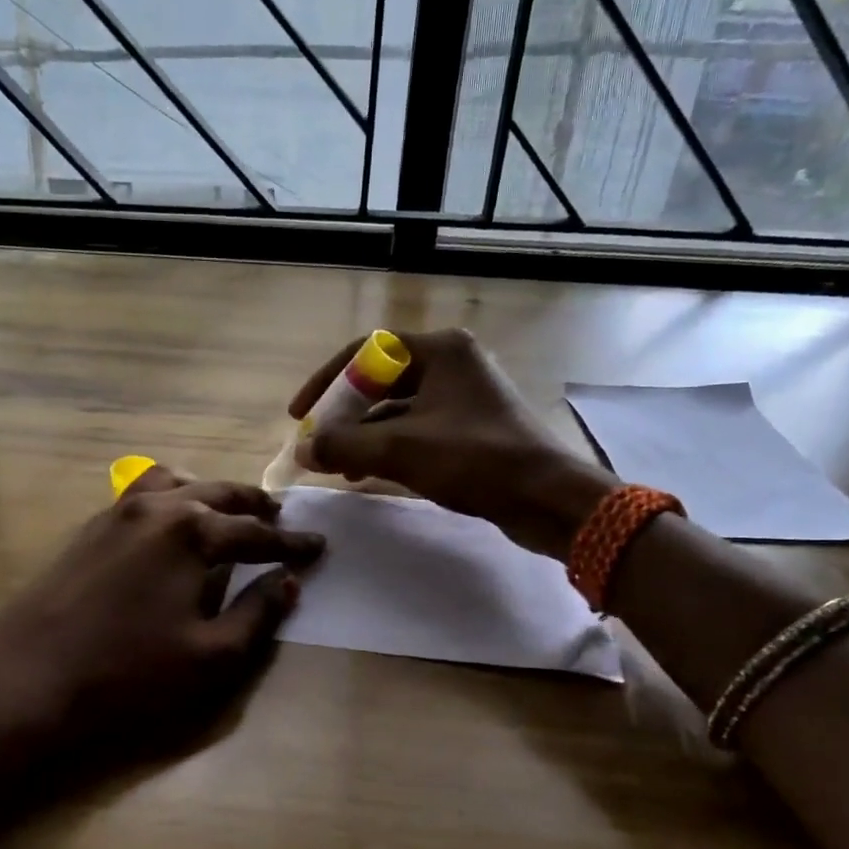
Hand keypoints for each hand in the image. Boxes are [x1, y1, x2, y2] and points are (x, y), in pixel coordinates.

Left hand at [0, 464, 324, 772]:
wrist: (22, 679)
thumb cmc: (127, 673)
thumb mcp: (211, 655)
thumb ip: (257, 614)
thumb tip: (289, 582)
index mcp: (191, 530)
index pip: (255, 532)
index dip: (291, 543)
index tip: (319, 547)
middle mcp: (155, 507)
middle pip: (217, 494)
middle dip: (253, 506)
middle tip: (280, 518)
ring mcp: (115, 513)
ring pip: (174, 484)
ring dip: (208, 494)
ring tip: (227, 513)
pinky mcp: (88, 530)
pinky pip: (141, 496)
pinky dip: (170, 499)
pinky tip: (170, 526)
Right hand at [289, 329, 616, 556]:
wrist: (547, 498)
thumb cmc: (476, 459)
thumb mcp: (401, 449)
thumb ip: (344, 444)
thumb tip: (302, 450)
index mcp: (440, 350)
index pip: (366, 352)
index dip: (327, 381)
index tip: (301, 414)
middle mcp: (452, 364)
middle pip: (380, 382)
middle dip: (345, 415)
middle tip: (318, 445)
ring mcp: (463, 397)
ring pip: (397, 410)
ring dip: (364, 436)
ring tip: (338, 466)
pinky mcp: (470, 428)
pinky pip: (416, 430)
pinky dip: (389, 448)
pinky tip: (369, 473)